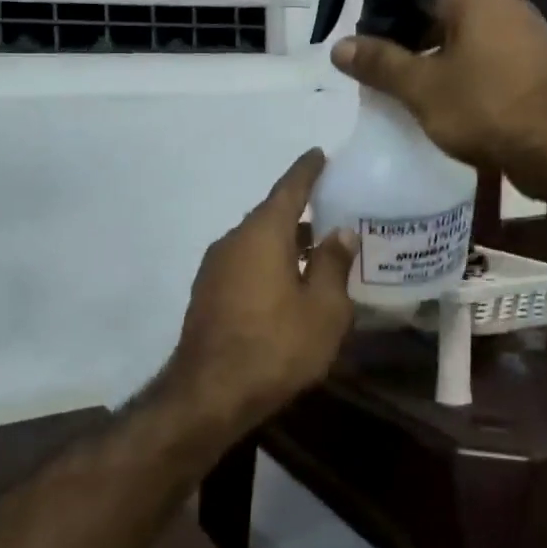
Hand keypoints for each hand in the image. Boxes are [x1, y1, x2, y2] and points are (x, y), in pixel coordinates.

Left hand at [159, 150, 356, 441]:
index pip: (289, 189)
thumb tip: (339, 233)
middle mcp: (233, 241)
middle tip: (331, 212)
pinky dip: (268, 264)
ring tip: (316, 253)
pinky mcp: (207, 294)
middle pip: (271, 217)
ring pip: (257, 244)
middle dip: (300, 214)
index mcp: (263, 233)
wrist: (210, 393)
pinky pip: (244, 265)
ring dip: (285, 244)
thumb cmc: (276, 345)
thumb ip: (333, 265)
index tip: (319, 154)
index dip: (307, 171)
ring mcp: (214, 268)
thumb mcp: (323, 309)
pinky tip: (287, 285)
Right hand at [330, 0, 546, 195]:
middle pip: (444, 14)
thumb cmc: (485, 108)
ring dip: (438, 60)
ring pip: (468, 40)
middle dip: (411, 39)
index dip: (387, 12)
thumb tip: (339, 46)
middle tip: (380, 69)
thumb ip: (379, 63)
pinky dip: (465, 75)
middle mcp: (505, 6)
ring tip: (408, 90)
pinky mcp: (538, 68)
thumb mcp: (421, 88)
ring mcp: (528, 36)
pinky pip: (489, 62)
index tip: (365, 40)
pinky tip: (447, 104)